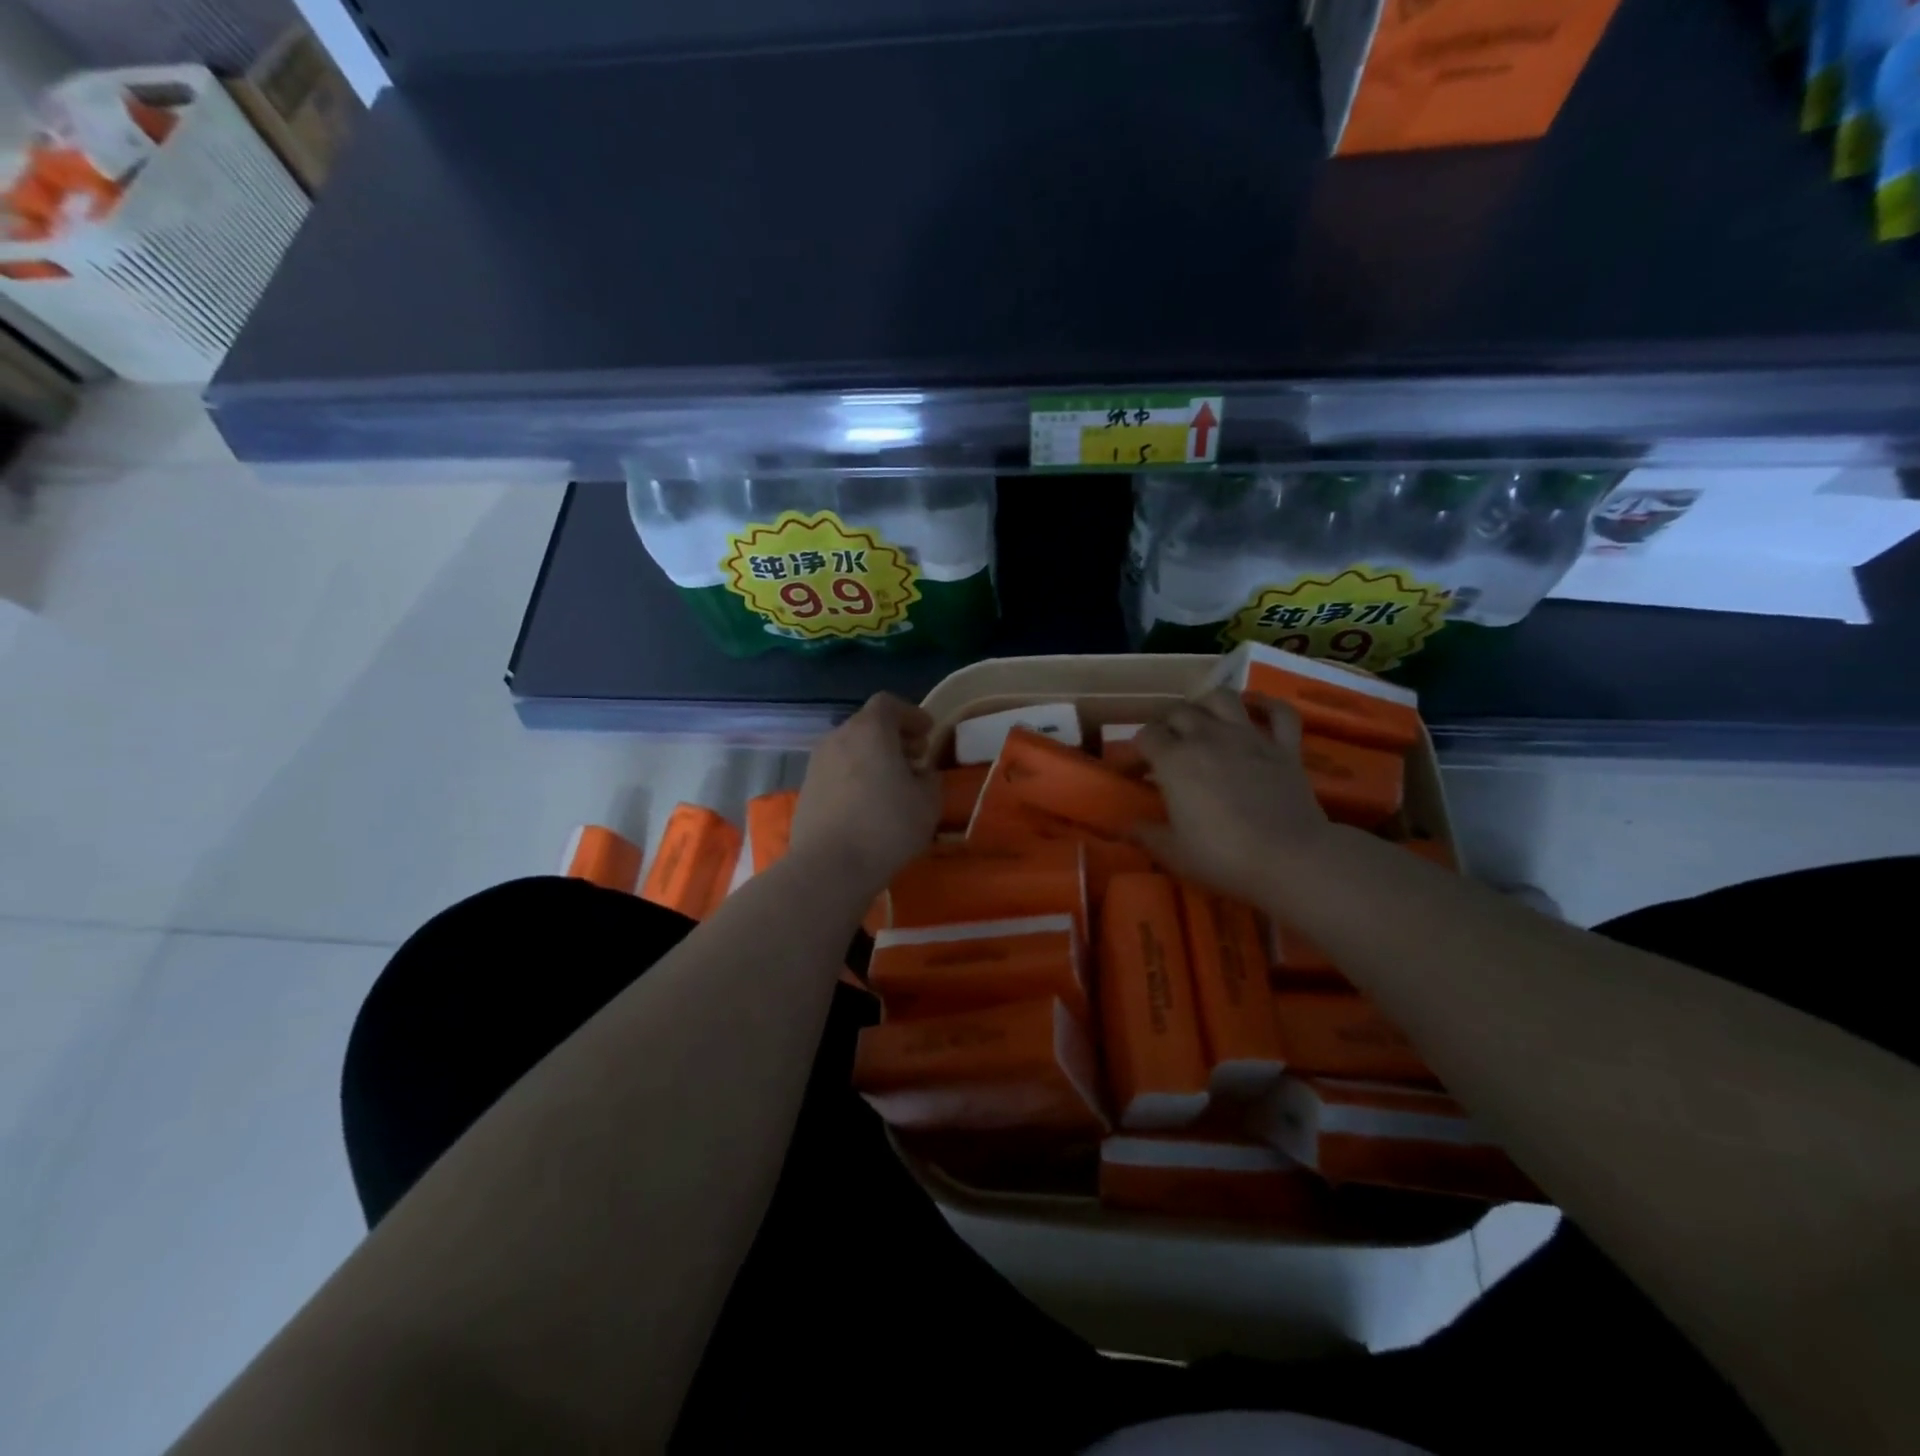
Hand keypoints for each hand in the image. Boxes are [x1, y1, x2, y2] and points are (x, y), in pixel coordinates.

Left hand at [790, 692, 940, 896]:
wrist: (829, 866)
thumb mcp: (928, 802)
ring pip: (850, 748)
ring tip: (893, 784)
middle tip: (915, 758)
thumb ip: (929, 779)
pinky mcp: (806, 790)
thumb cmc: (886, 826)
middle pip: (868, 724)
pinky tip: (868, 804)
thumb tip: (921, 774)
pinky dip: (855, 776)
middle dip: (894, 737)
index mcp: (870, 730)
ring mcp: (817, 763)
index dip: (911, 714)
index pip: (888, 703)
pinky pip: (837, 771)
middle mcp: (839, 737)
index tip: (928, 733)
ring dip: (873, 758)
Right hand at [1133, 688, 1329, 908]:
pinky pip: (1279, 712)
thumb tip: (1124, 827)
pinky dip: (1267, 706)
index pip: (1146, 735)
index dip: (1138, 750)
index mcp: (1174, 759)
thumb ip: (1145, 835)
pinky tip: (1255, 710)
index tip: (1139, 770)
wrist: (1290, 858)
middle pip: (1179, 711)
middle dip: (1168, 726)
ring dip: (1207, 704)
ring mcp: (1249, 736)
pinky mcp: (1285, 746)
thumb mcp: (1173, 853)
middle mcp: (1208, 736)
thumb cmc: (1223, 856)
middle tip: (1169, 749)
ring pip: (1222, 698)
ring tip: (1204, 721)